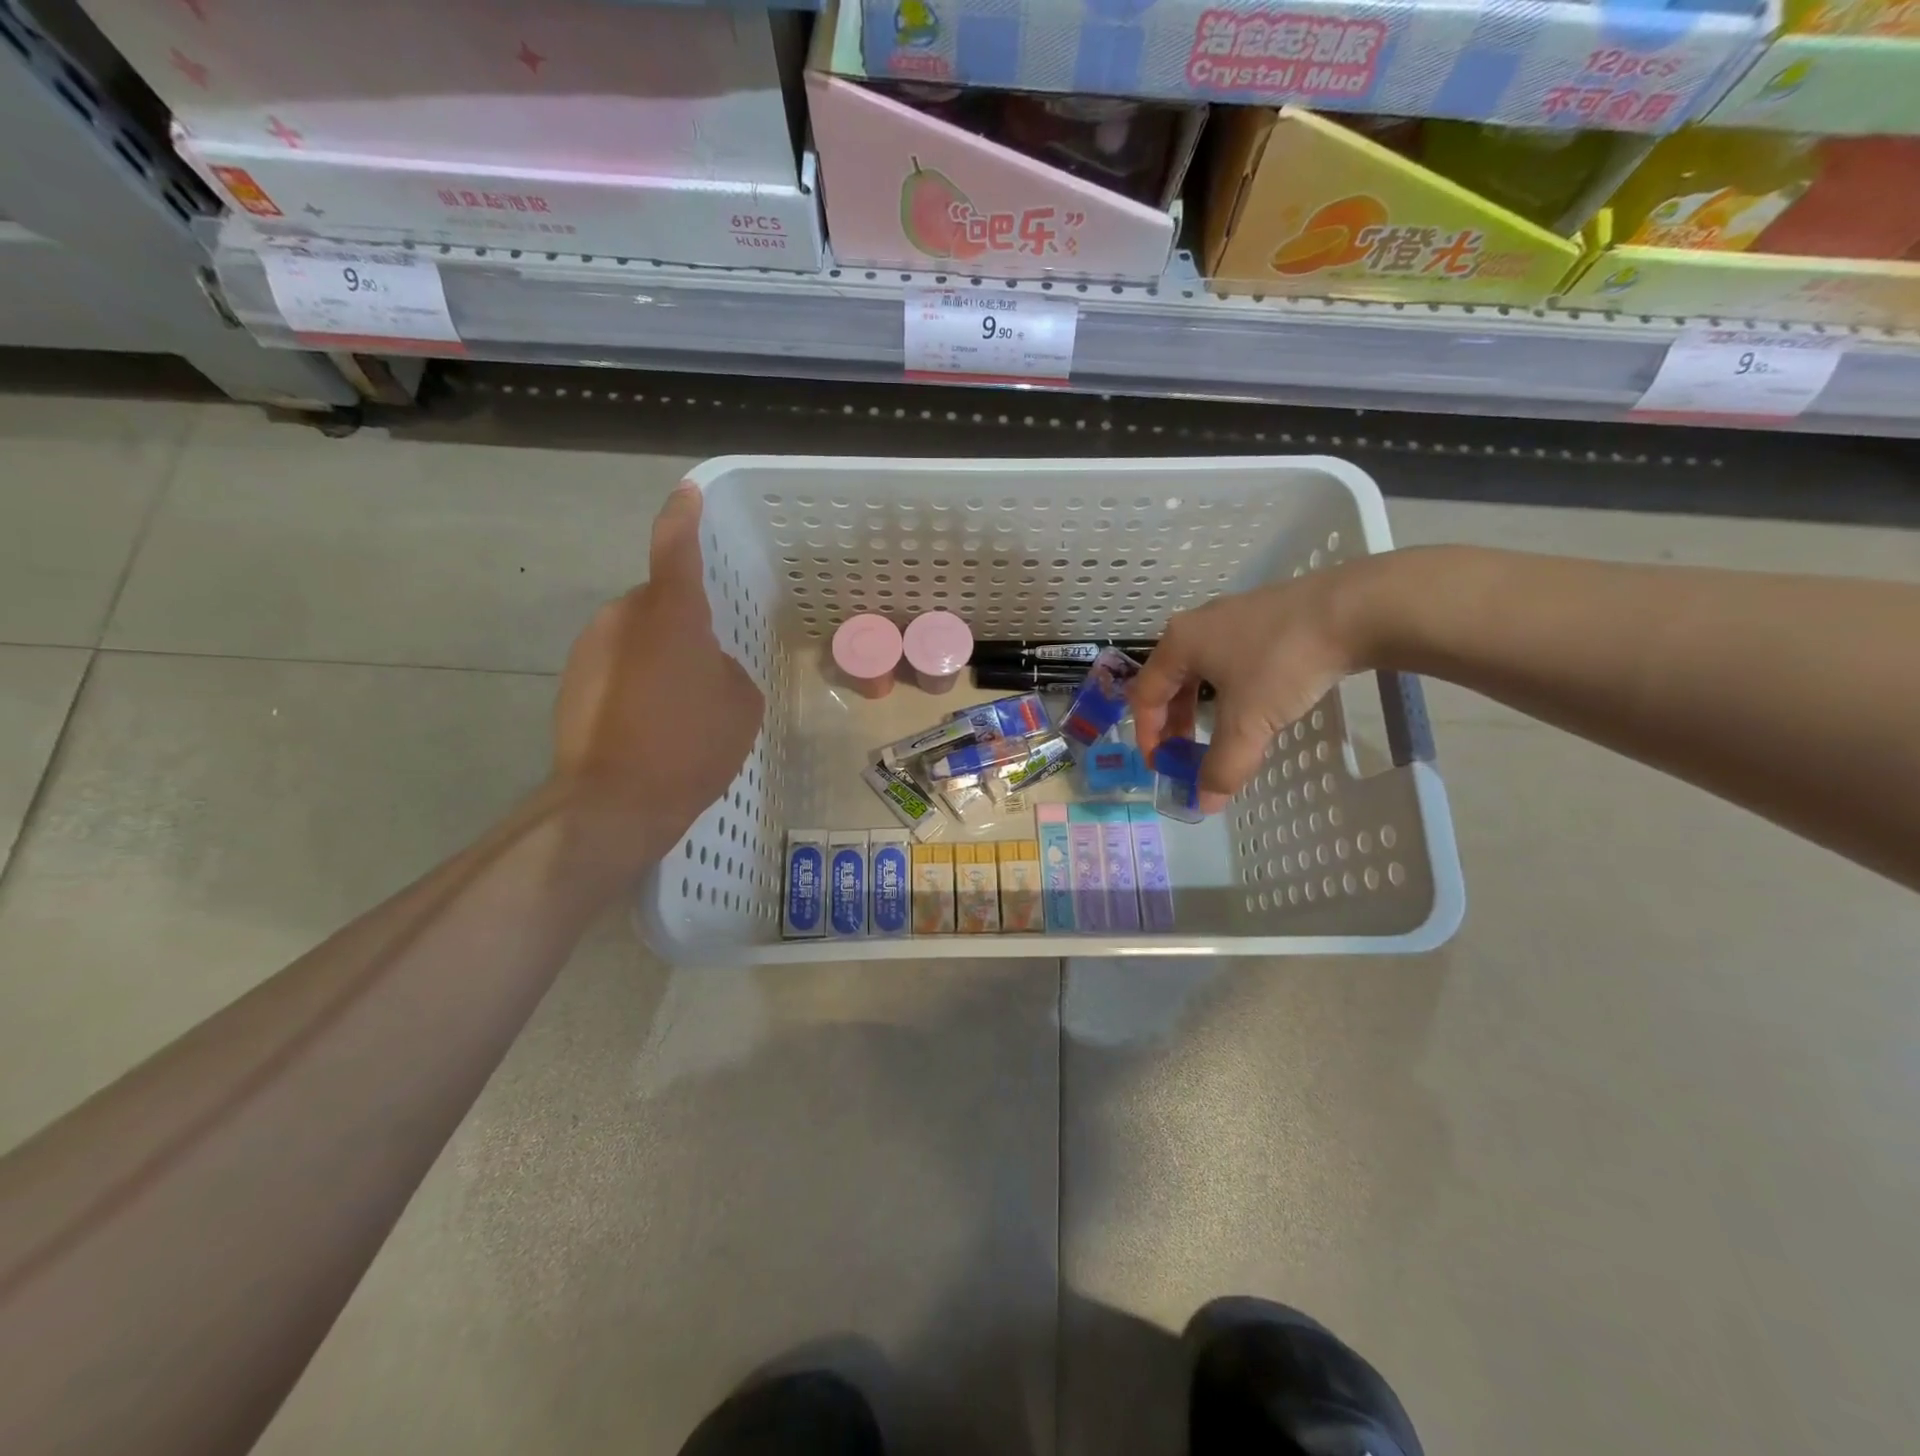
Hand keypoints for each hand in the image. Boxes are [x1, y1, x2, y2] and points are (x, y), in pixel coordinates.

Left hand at [553, 483, 763, 841]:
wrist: (614, 802)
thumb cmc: (691, 746)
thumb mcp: (740, 703)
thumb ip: (726, 668)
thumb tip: (705, 667)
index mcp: (671, 614)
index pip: (676, 547)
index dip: (684, 516)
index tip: (688, 493)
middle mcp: (623, 617)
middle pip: (658, 602)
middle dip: (681, 623)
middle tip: (706, 667)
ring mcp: (590, 649)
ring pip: (635, 635)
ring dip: (657, 655)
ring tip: (678, 706)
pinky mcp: (571, 681)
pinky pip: (616, 665)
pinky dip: (635, 682)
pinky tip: (650, 724)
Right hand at [1131, 565, 1363, 813]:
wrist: (1353, 610)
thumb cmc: (1282, 664)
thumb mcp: (1248, 723)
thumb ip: (1222, 766)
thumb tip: (1205, 804)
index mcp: (1179, 644)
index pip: (1145, 695)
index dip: (1148, 736)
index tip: (1163, 766)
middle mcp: (1197, 625)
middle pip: (1170, 682)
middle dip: (1174, 724)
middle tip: (1186, 755)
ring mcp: (1232, 617)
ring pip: (1202, 670)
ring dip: (1201, 708)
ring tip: (1219, 735)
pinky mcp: (1265, 616)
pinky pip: (1229, 659)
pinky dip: (1228, 690)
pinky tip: (1252, 705)